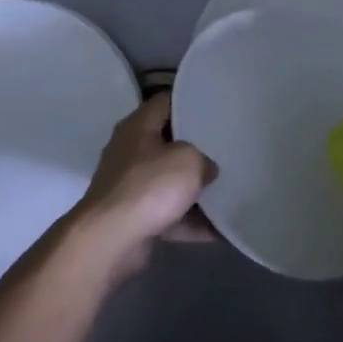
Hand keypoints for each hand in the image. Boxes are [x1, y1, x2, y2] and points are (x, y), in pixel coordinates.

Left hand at [72, 95, 216, 278]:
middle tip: (228, 148)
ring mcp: (130, 187)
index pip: (166, 102)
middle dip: (198, 148)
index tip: (217, 108)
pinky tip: (222, 229)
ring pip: (171, 182)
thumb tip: (205, 169)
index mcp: (137, 127)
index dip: (191, 101)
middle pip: (169, 143)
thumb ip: (204, 158)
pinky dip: (192, 222)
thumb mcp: (189, 160)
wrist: (111, 240)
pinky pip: (171, 215)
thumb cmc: (149, 187)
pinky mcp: (135, 218)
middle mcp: (130, 152)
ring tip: (231, 189)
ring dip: (196, 190)